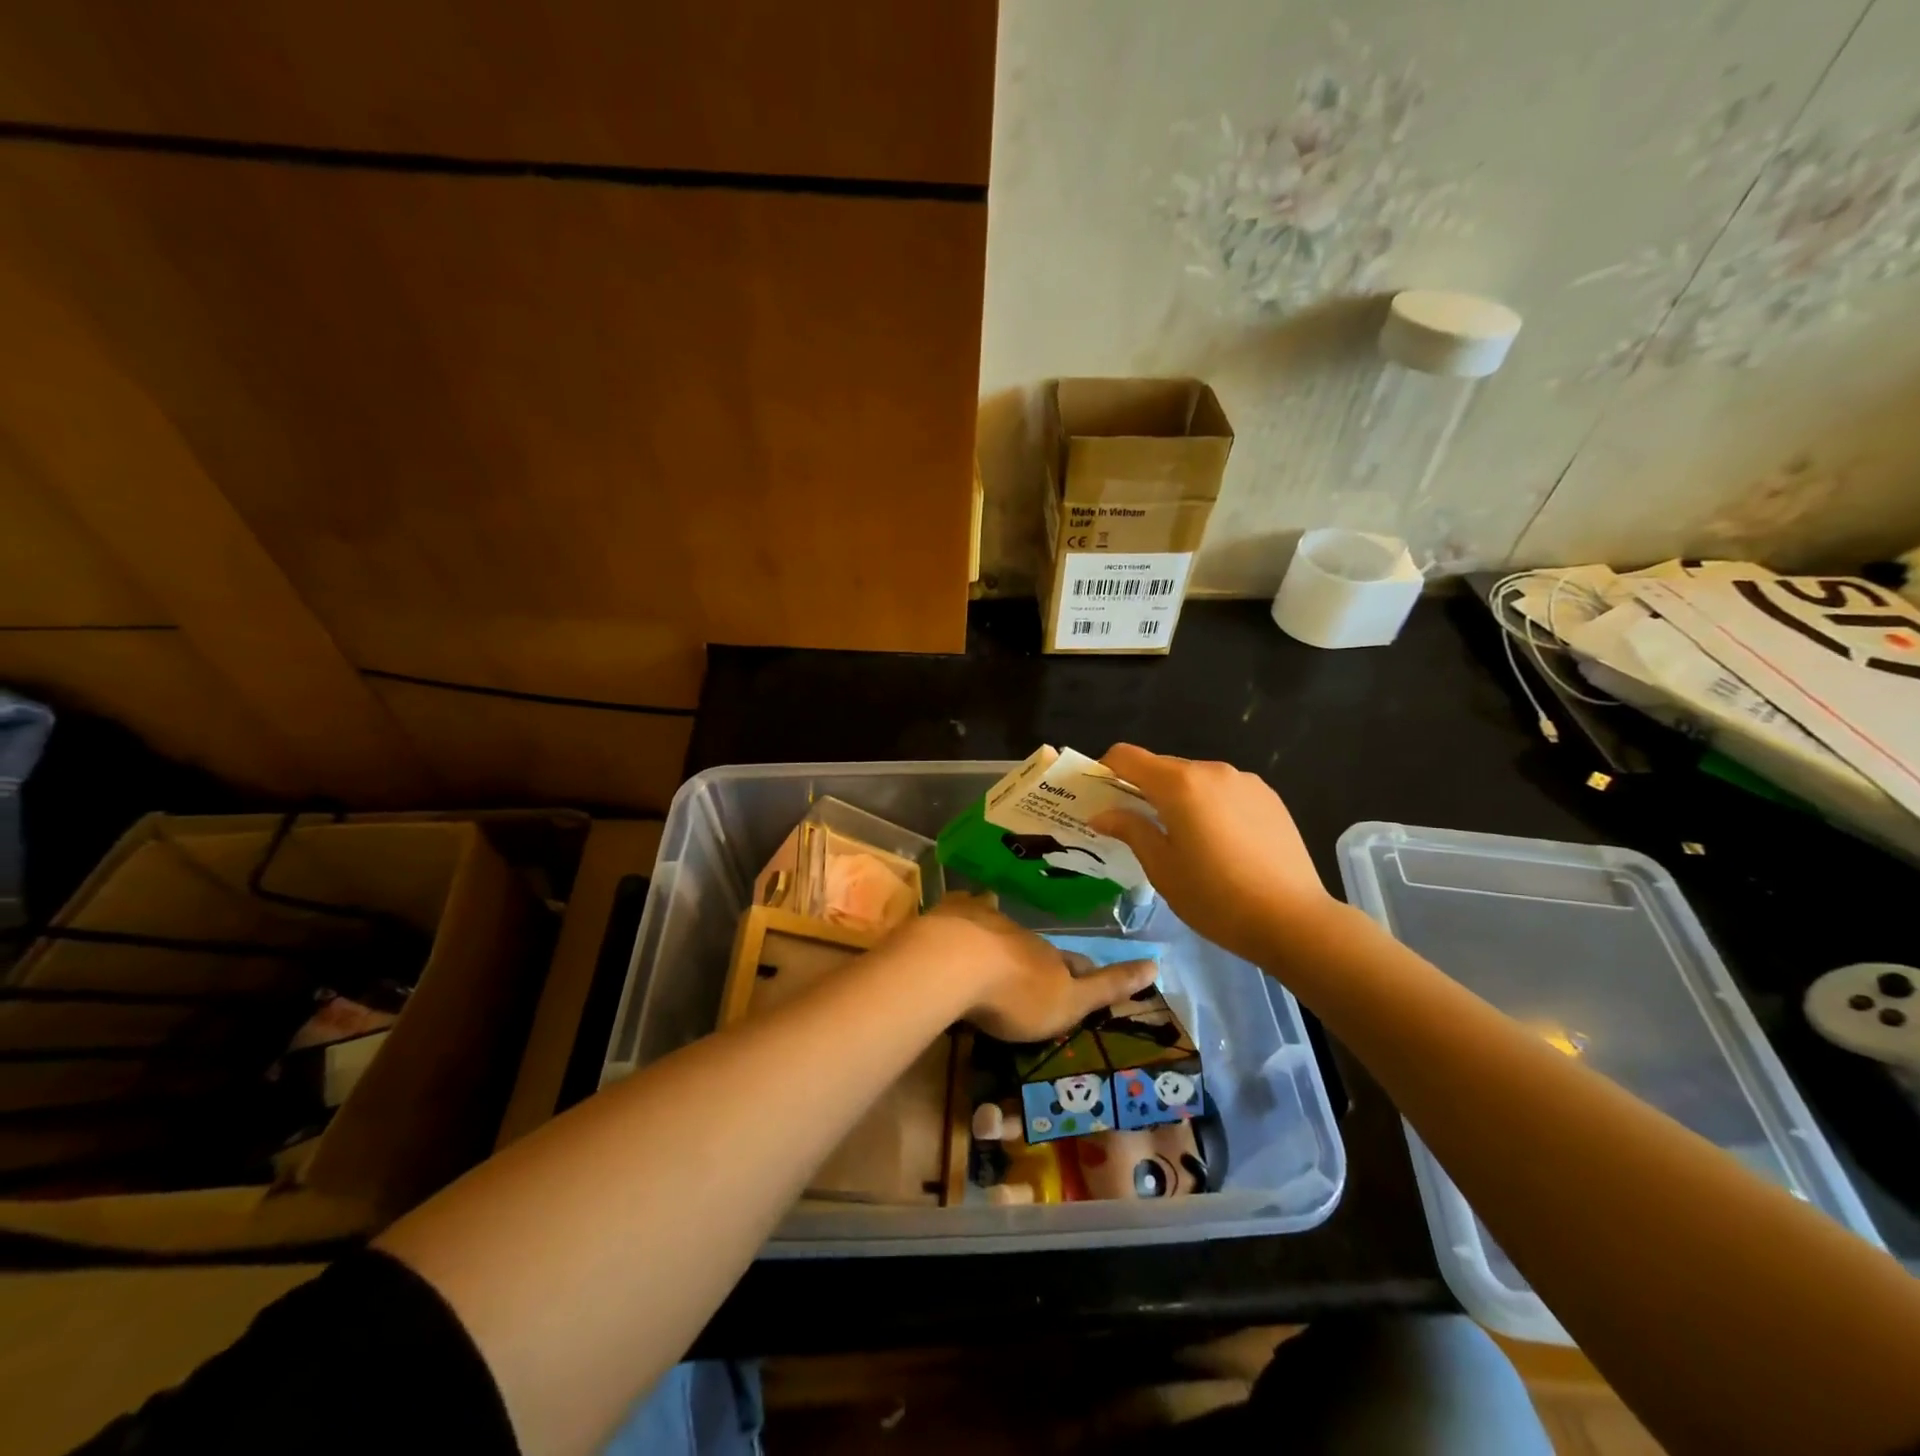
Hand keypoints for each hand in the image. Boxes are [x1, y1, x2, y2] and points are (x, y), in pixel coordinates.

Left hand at [903, 892, 1156, 1042]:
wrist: (954, 965)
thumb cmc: (1015, 994)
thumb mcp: (1069, 1002)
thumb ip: (1106, 986)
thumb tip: (1156, 963)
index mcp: (1050, 958)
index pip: (1075, 963)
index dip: (1083, 970)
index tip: (1088, 971)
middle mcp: (1022, 933)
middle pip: (1036, 944)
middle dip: (1039, 953)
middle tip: (1037, 964)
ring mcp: (985, 920)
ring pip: (1000, 923)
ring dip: (1002, 932)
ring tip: (999, 945)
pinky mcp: (951, 915)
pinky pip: (963, 908)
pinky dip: (966, 911)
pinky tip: (960, 914)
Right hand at [1089, 744, 1338, 965]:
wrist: (1293, 920)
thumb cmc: (1215, 897)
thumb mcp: (1161, 868)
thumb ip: (1130, 829)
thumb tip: (1102, 813)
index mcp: (1179, 784)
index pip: (1128, 756)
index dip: (1106, 769)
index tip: (1100, 796)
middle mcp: (1212, 771)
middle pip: (1163, 767)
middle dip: (1143, 789)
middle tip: (1137, 827)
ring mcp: (1245, 781)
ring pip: (1196, 780)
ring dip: (1179, 799)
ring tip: (1185, 841)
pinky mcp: (1269, 797)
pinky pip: (1225, 791)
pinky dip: (1210, 806)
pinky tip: (1221, 844)